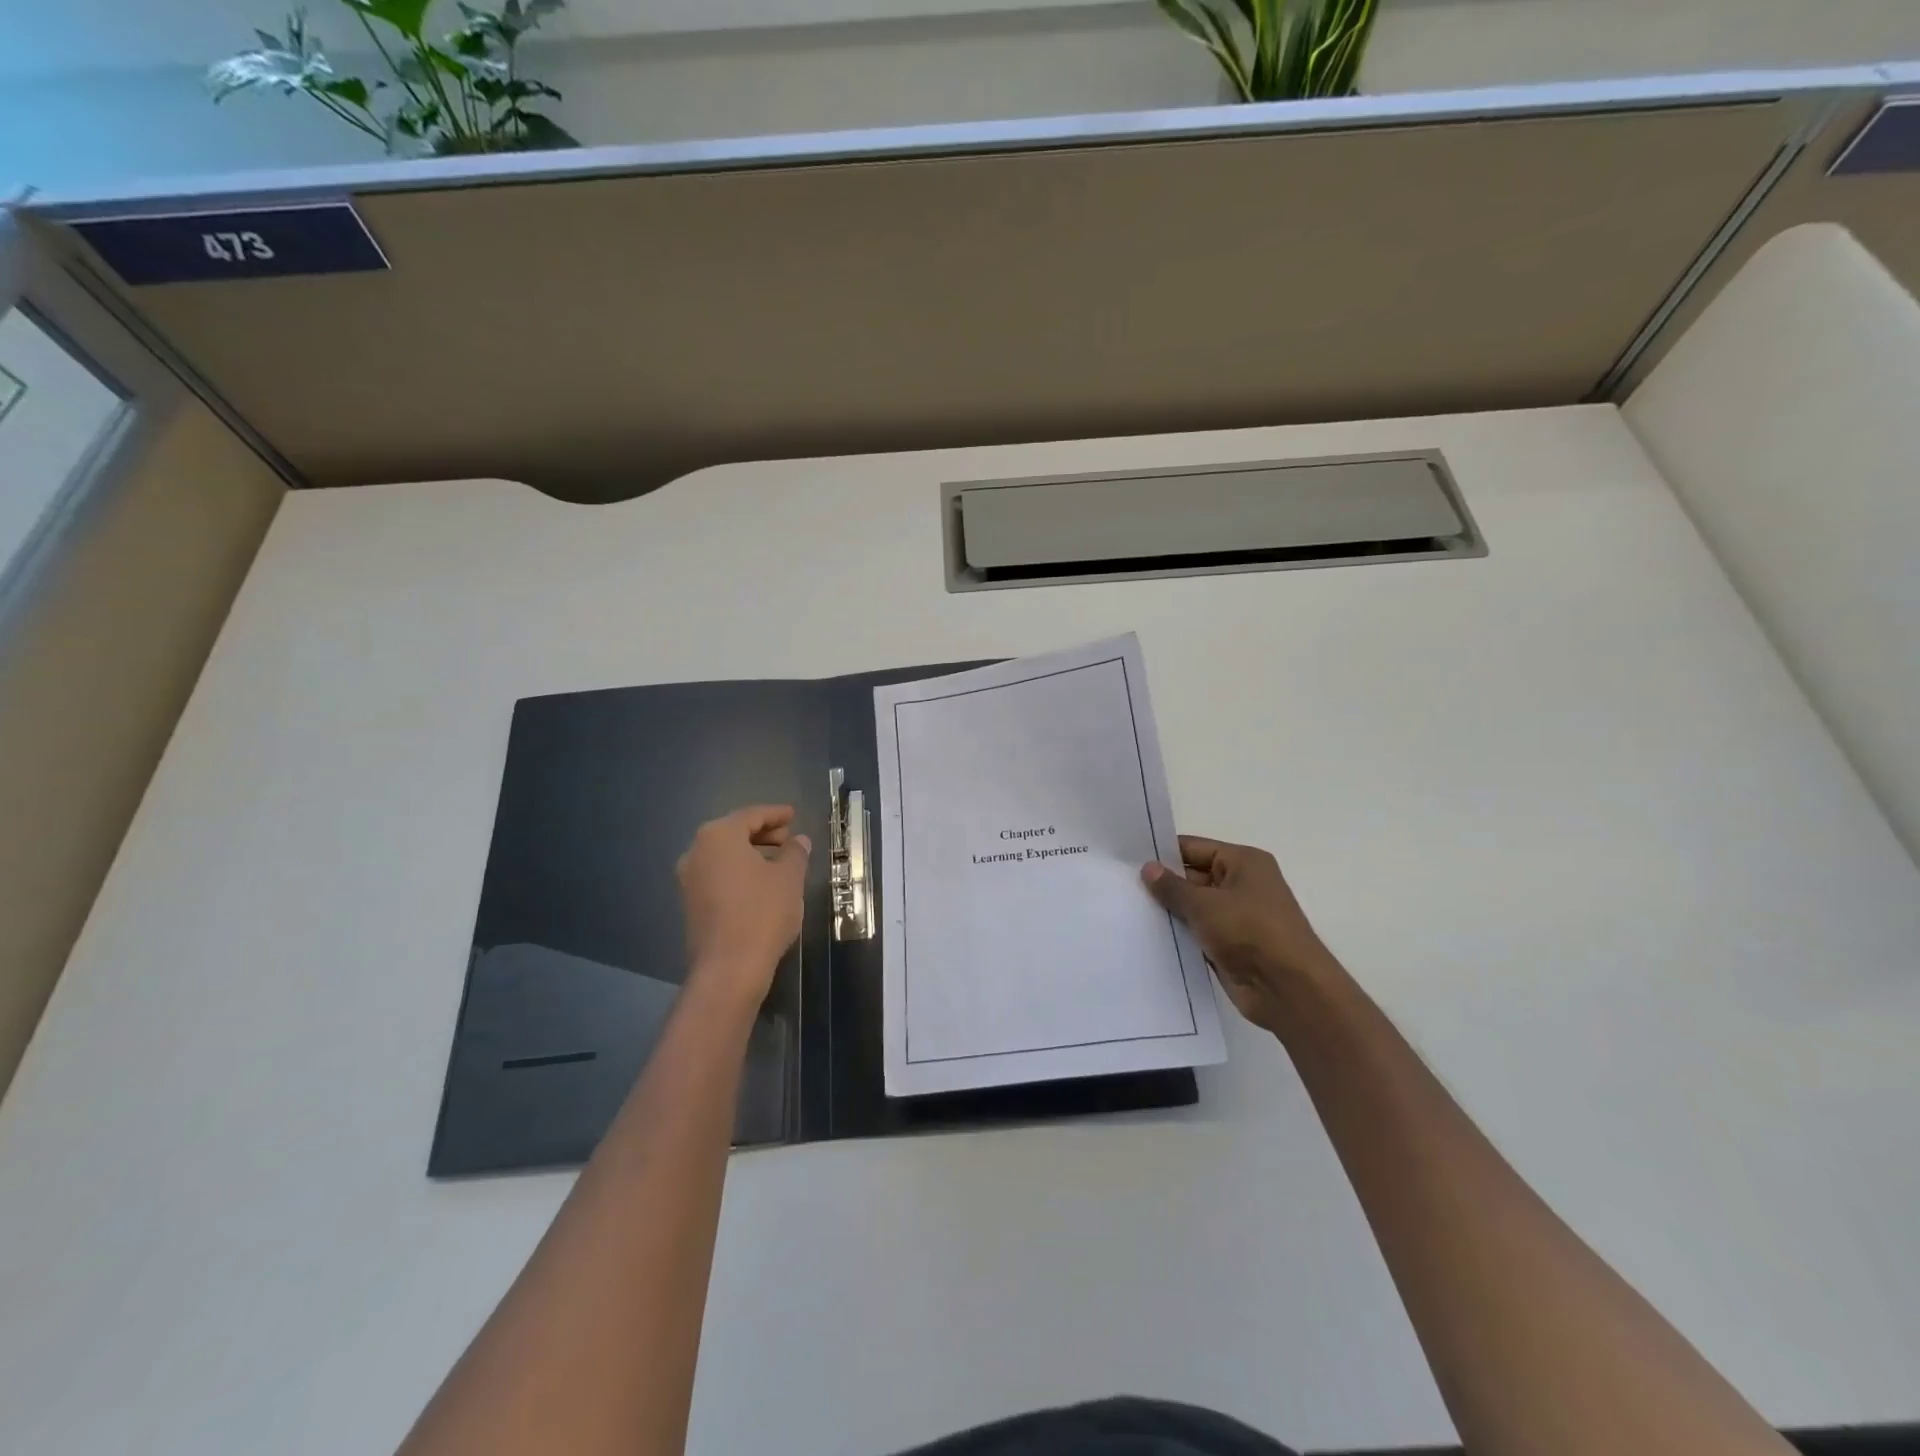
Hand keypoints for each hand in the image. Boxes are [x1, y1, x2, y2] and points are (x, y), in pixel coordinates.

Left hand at [676, 805, 809, 1009]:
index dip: (775, 814)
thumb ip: (795, 852)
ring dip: (751, 853)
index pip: (751, 815)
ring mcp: (689, 879)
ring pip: (724, 855)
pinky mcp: (691, 903)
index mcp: (719, 836)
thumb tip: (798, 841)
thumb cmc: (762, 912)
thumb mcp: (789, 877)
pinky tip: (761, 883)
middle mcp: (697, 852)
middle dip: (762, 833)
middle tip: (788, 838)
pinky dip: (739, 871)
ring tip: (779, 861)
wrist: (729, 967)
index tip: (793, 814)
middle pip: (733, 832)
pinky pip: (718, 874)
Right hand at [1141, 835, 1335, 1035]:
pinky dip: (1179, 934)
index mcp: (1243, 862)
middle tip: (1121, 886)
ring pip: (1194, 907)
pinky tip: (1147, 935)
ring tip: (1127, 910)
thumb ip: (1172, 886)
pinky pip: (1198, 933)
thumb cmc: (1250, 931)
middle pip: (1193, 877)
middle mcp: (1242, 884)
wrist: (1288, 989)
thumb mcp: (1204, 904)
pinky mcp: (1231, 946)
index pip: (1194, 848)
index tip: (1128, 859)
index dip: (1163, 853)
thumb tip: (1148, 868)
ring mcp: (1237, 917)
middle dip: (1163, 884)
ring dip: (1169, 911)